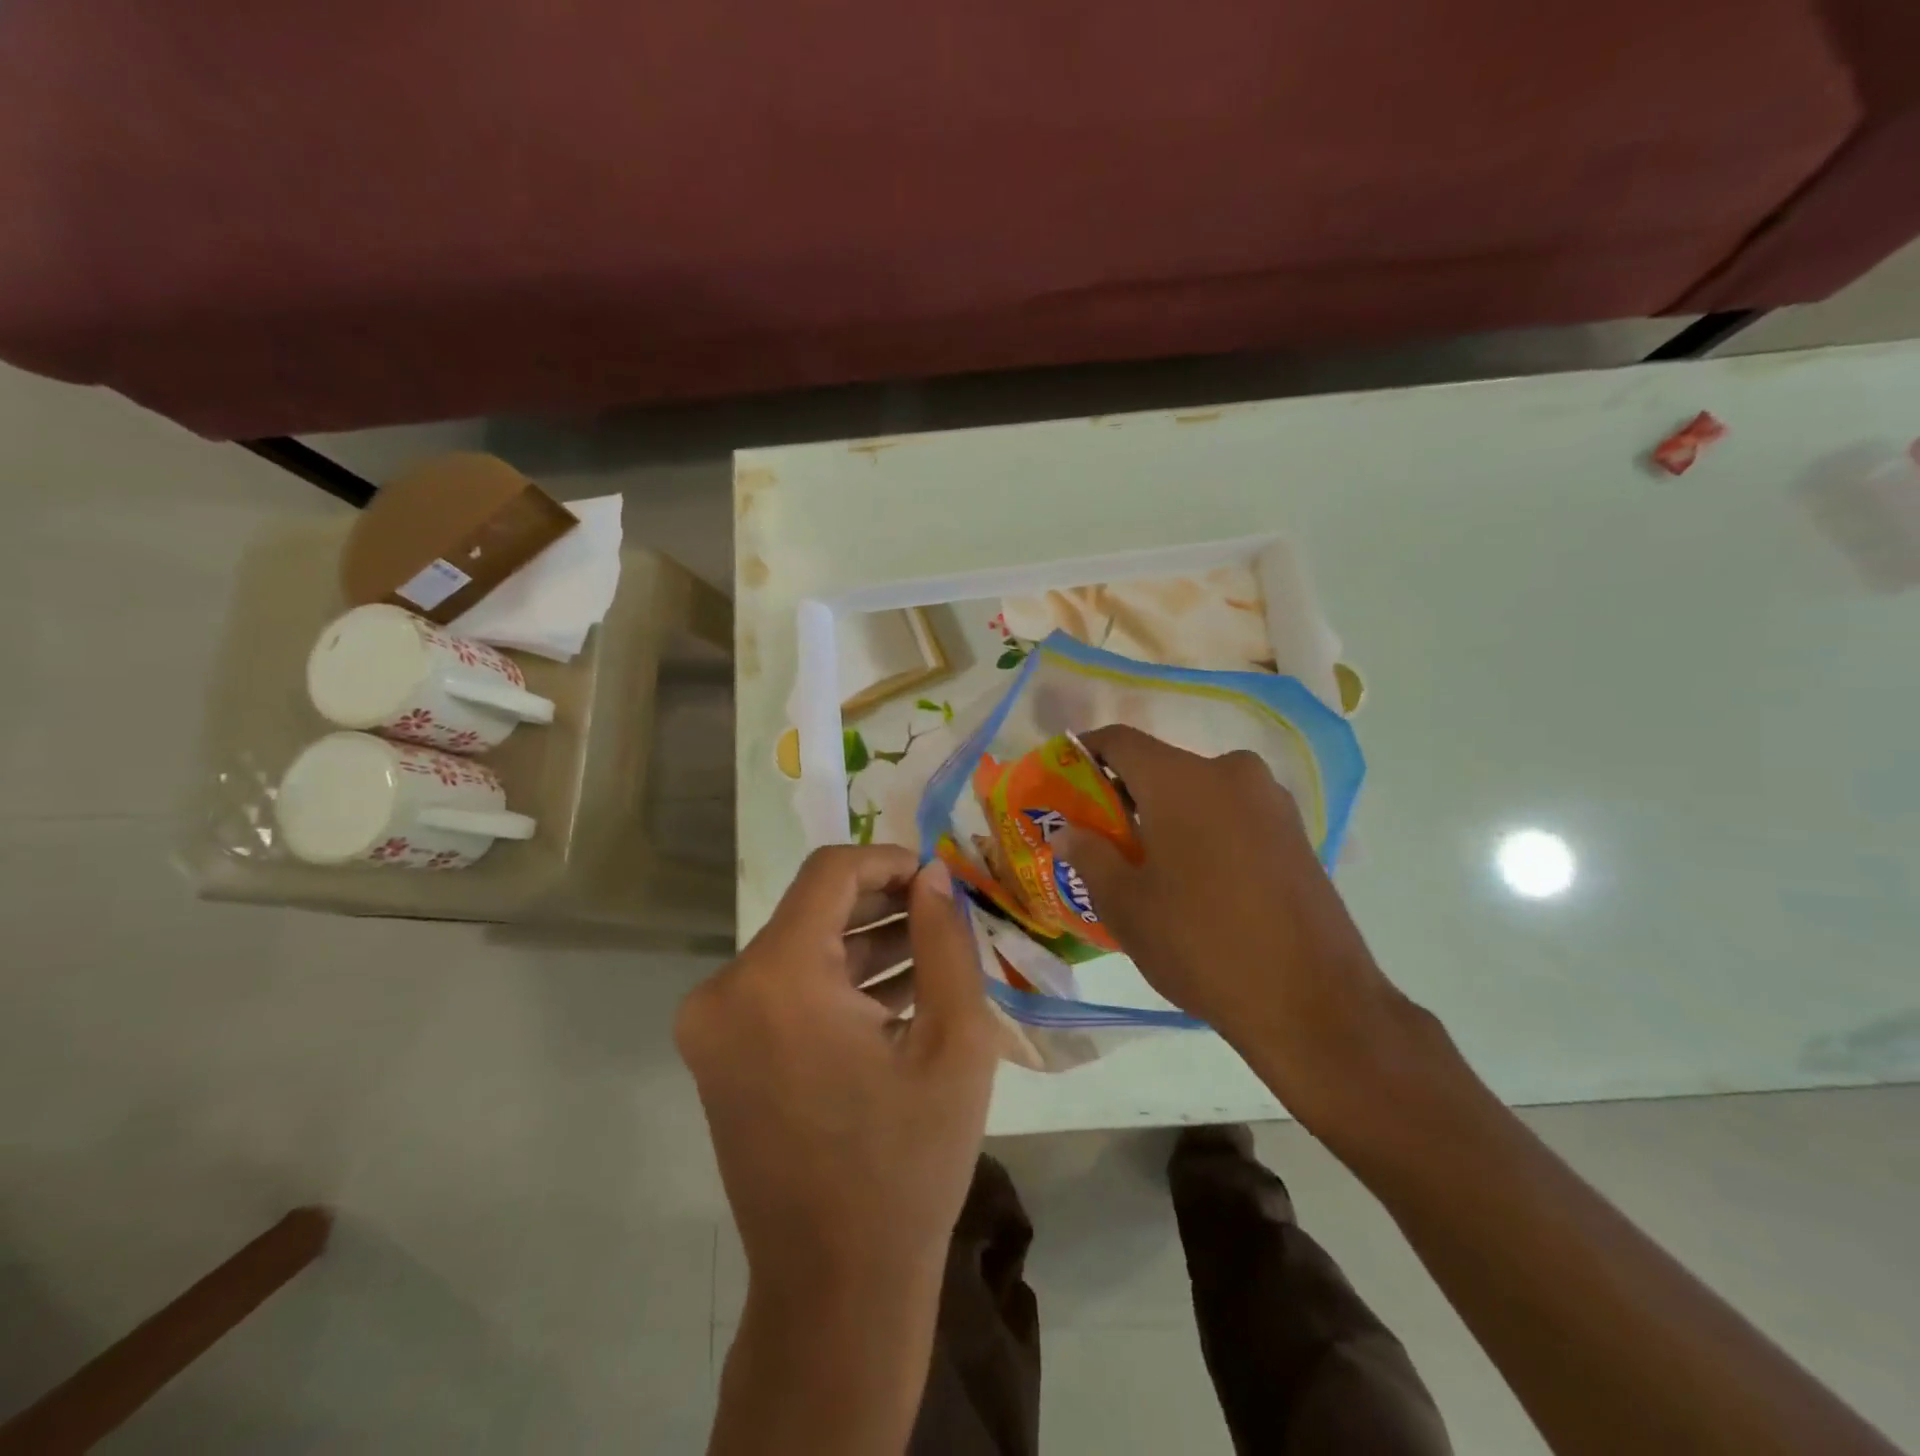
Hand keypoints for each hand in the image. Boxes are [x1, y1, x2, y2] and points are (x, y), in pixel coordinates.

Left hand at [677, 845, 996, 1310]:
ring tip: (933, 955)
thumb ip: (945, 940)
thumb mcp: (953, 1040)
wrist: (836, 1289)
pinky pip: (785, 989)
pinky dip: (837, 983)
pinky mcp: (719, 1053)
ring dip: (865, 944)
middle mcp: (726, 990)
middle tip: (945, 918)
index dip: (889, 860)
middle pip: (813, 908)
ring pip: (801, 948)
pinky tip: (897, 994)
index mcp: (776, 978)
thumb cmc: (906, 1163)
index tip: (938, 880)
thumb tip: (932, 877)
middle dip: (883, 904)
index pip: (831, 871)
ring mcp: (713, 1025)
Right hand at [1057, 725, 1429, 1133]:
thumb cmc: (1200, 943)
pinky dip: (1202, 829)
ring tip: (1145, 862)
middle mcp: (1230, 773)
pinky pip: (1232, 813)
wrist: (1312, 1002)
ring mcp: (1271, 801)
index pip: (1120, 741)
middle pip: (1161, 766)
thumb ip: (1088, 855)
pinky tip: (1194, 877)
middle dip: (1125, 792)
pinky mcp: (1296, 833)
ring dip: (1166, 813)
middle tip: (1099, 834)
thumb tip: (1067, 831)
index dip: (1085, 752)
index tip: (1064, 777)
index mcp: (1182, 779)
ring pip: (1199, 790)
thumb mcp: (1125, 905)